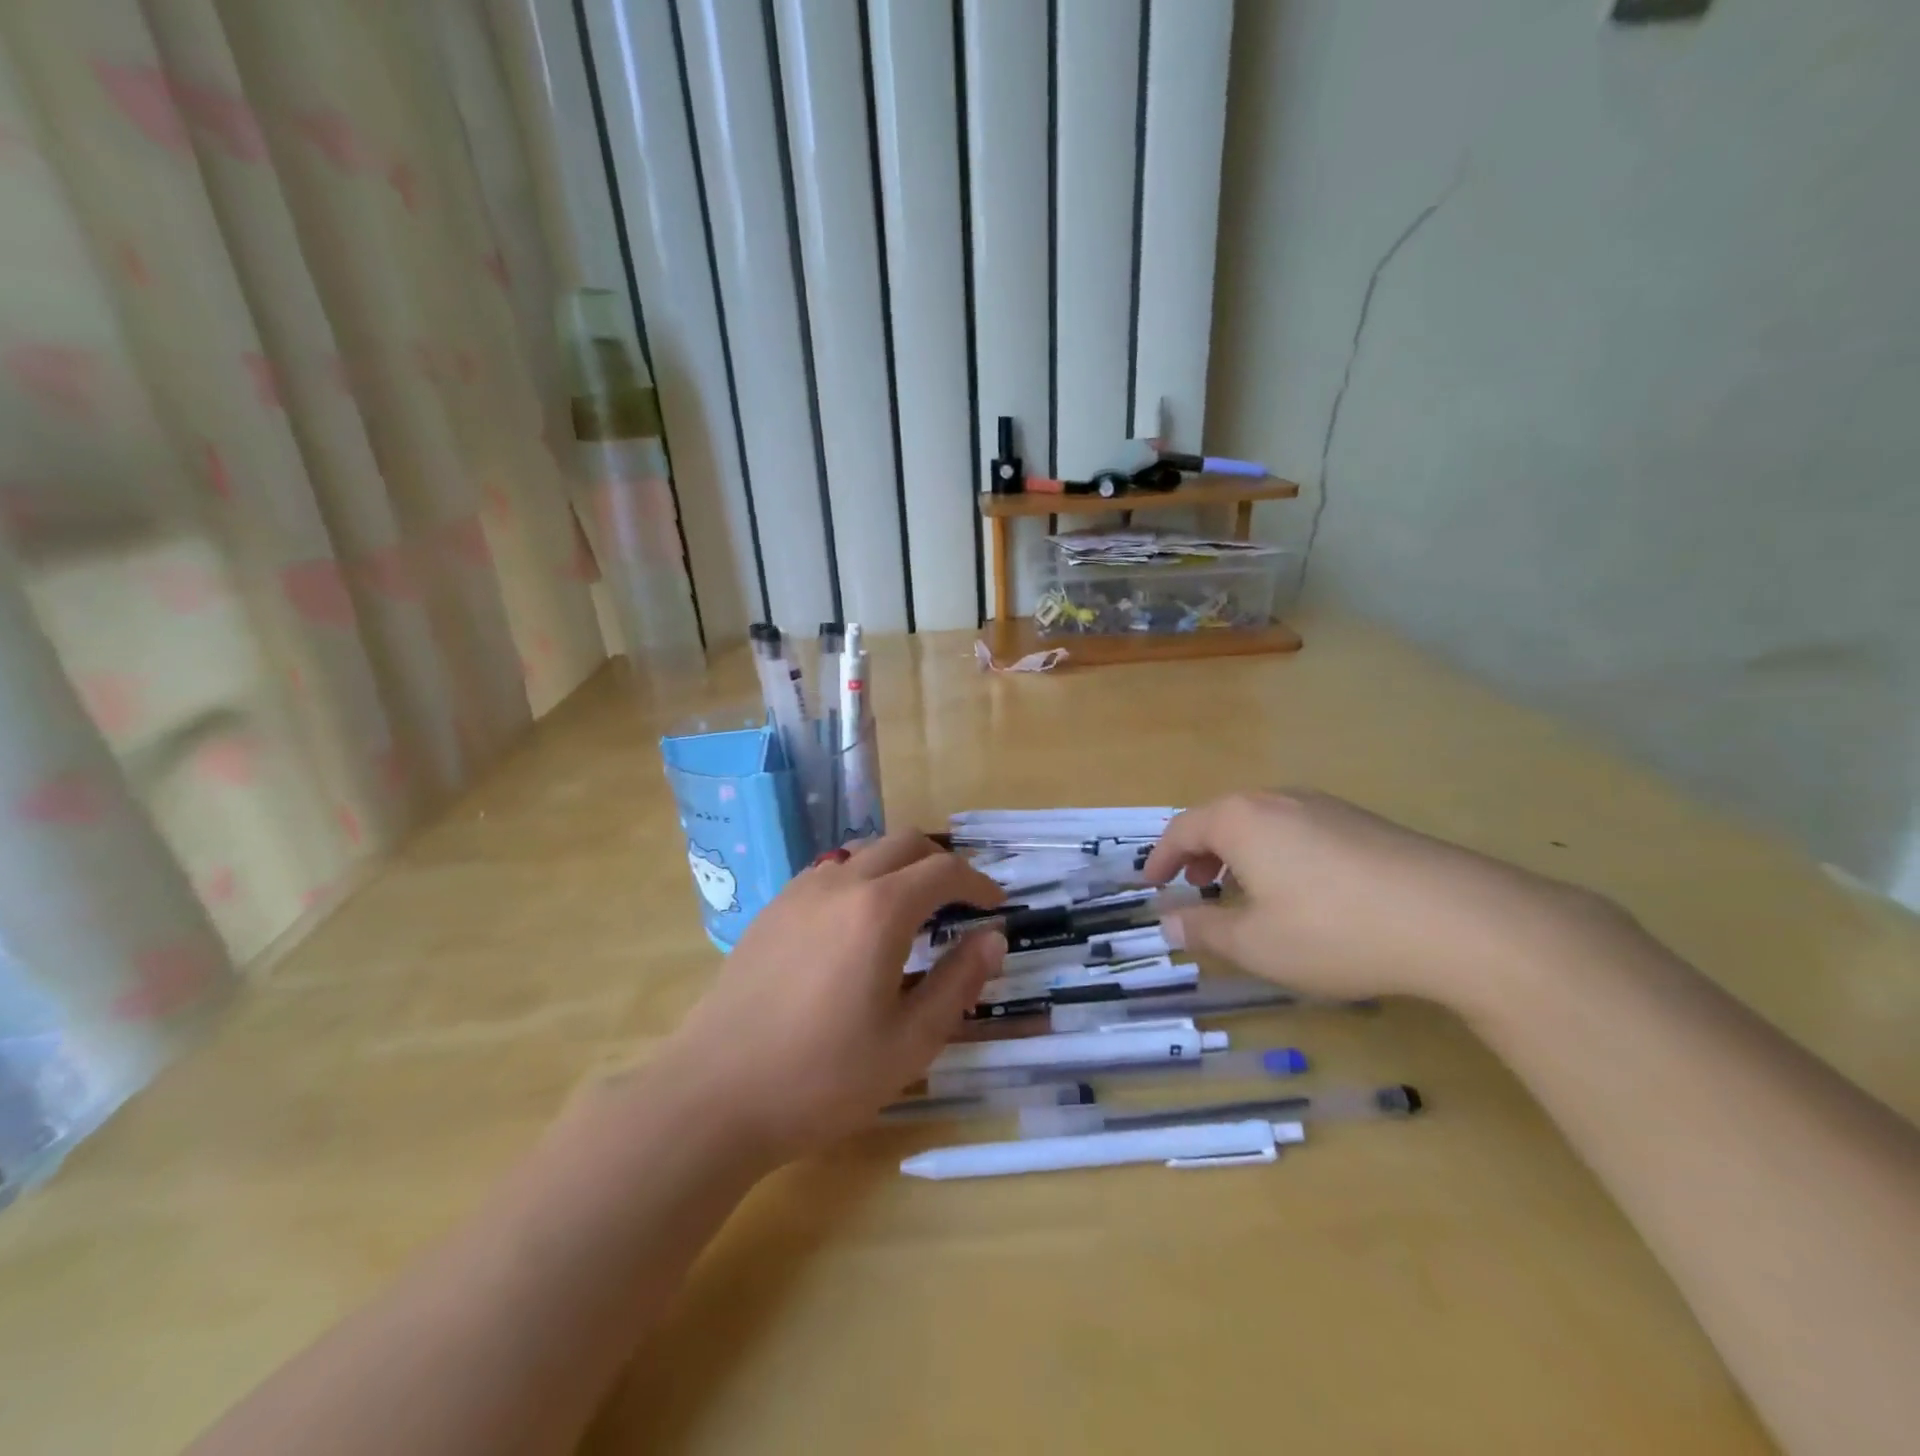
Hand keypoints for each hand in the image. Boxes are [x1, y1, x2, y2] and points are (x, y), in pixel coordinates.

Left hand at [659, 833, 1006, 1163]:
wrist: (713, 1095)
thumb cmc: (822, 1076)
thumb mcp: (910, 1042)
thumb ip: (958, 983)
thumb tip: (992, 939)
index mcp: (880, 910)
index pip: (944, 871)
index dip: (978, 883)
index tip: (996, 906)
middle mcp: (841, 883)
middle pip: (905, 844)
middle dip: (941, 864)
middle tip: (959, 905)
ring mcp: (800, 892)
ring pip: (864, 851)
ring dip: (899, 867)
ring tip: (911, 912)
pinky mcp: (772, 909)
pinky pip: (830, 873)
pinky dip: (861, 880)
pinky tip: (856, 928)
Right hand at [1143, 791, 1611, 1007]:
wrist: (1458, 919)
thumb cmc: (1334, 931)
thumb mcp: (1256, 944)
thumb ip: (1204, 930)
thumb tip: (1168, 922)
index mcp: (1241, 820)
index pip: (1182, 829)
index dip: (1161, 858)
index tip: (1150, 884)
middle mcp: (1278, 800)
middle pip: (1223, 818)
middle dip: (1201, 853)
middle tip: (1196, 887)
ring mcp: (1326, 806)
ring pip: (1264, 823)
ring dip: (1241, 853)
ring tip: (1246, 892)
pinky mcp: (1365, 823)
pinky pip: (1301, 830)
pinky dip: (1279, 854)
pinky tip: (1303, 892)